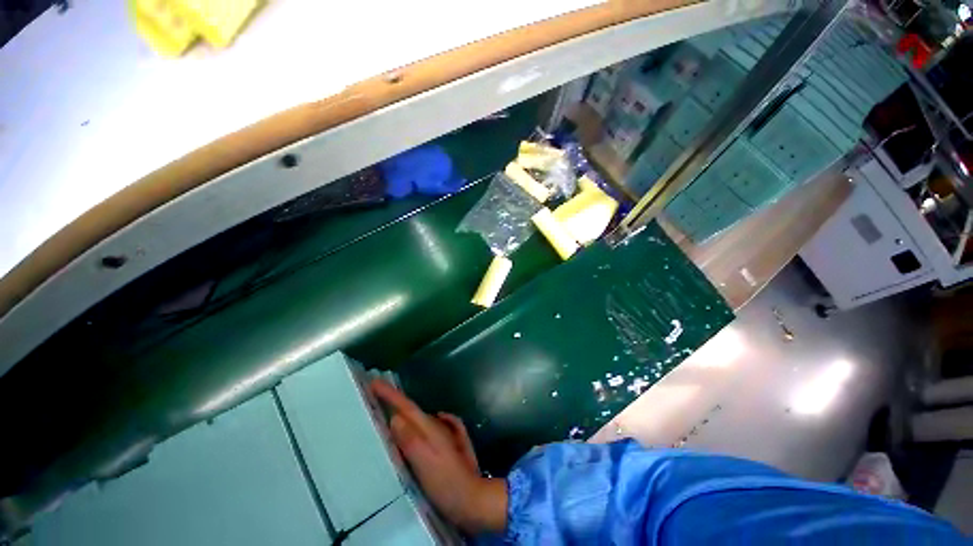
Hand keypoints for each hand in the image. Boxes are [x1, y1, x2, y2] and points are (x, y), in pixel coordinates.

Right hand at [370, 379, 506, 533]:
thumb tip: (395, 418)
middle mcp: (437, 426)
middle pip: (412, 411)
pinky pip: (432, 426)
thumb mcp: (424, 462)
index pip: (406, 407)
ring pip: (420, 419)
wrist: (472, 497)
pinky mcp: (449, 444)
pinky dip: (421, 423)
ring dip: (405, 413)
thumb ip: (410, 440)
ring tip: (391, 410)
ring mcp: (445, 434)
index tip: (375, 381)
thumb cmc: (445, 482)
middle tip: (377, 394)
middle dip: (395, 401)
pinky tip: (420, 424)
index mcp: (429, 428)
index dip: (391, 394)